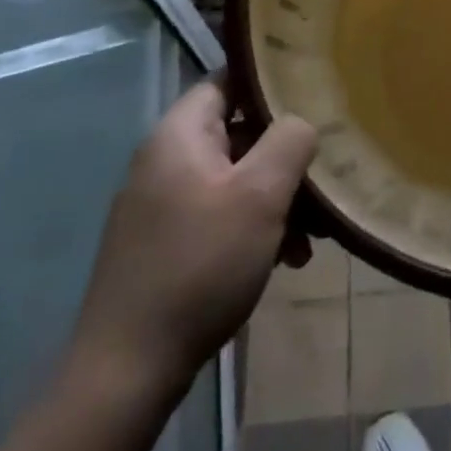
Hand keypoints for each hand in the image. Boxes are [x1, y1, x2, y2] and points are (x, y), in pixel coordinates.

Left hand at [68, 79, 316, 408]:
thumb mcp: (260, 196)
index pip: (228, 80)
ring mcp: (161, 204)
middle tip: (322, 184)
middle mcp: (165, 160)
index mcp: (179, 135)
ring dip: (276, 200)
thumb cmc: (200, 265)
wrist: (128, 369)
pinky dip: (253, 227)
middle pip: (238, 134)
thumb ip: (289, 141)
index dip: (272, 84)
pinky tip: (283, 260)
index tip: (315, 97)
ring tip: (311, 239)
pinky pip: (219, 214)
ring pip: (235, 179)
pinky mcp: (164, 243)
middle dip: (285, 157)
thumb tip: (301, 120)